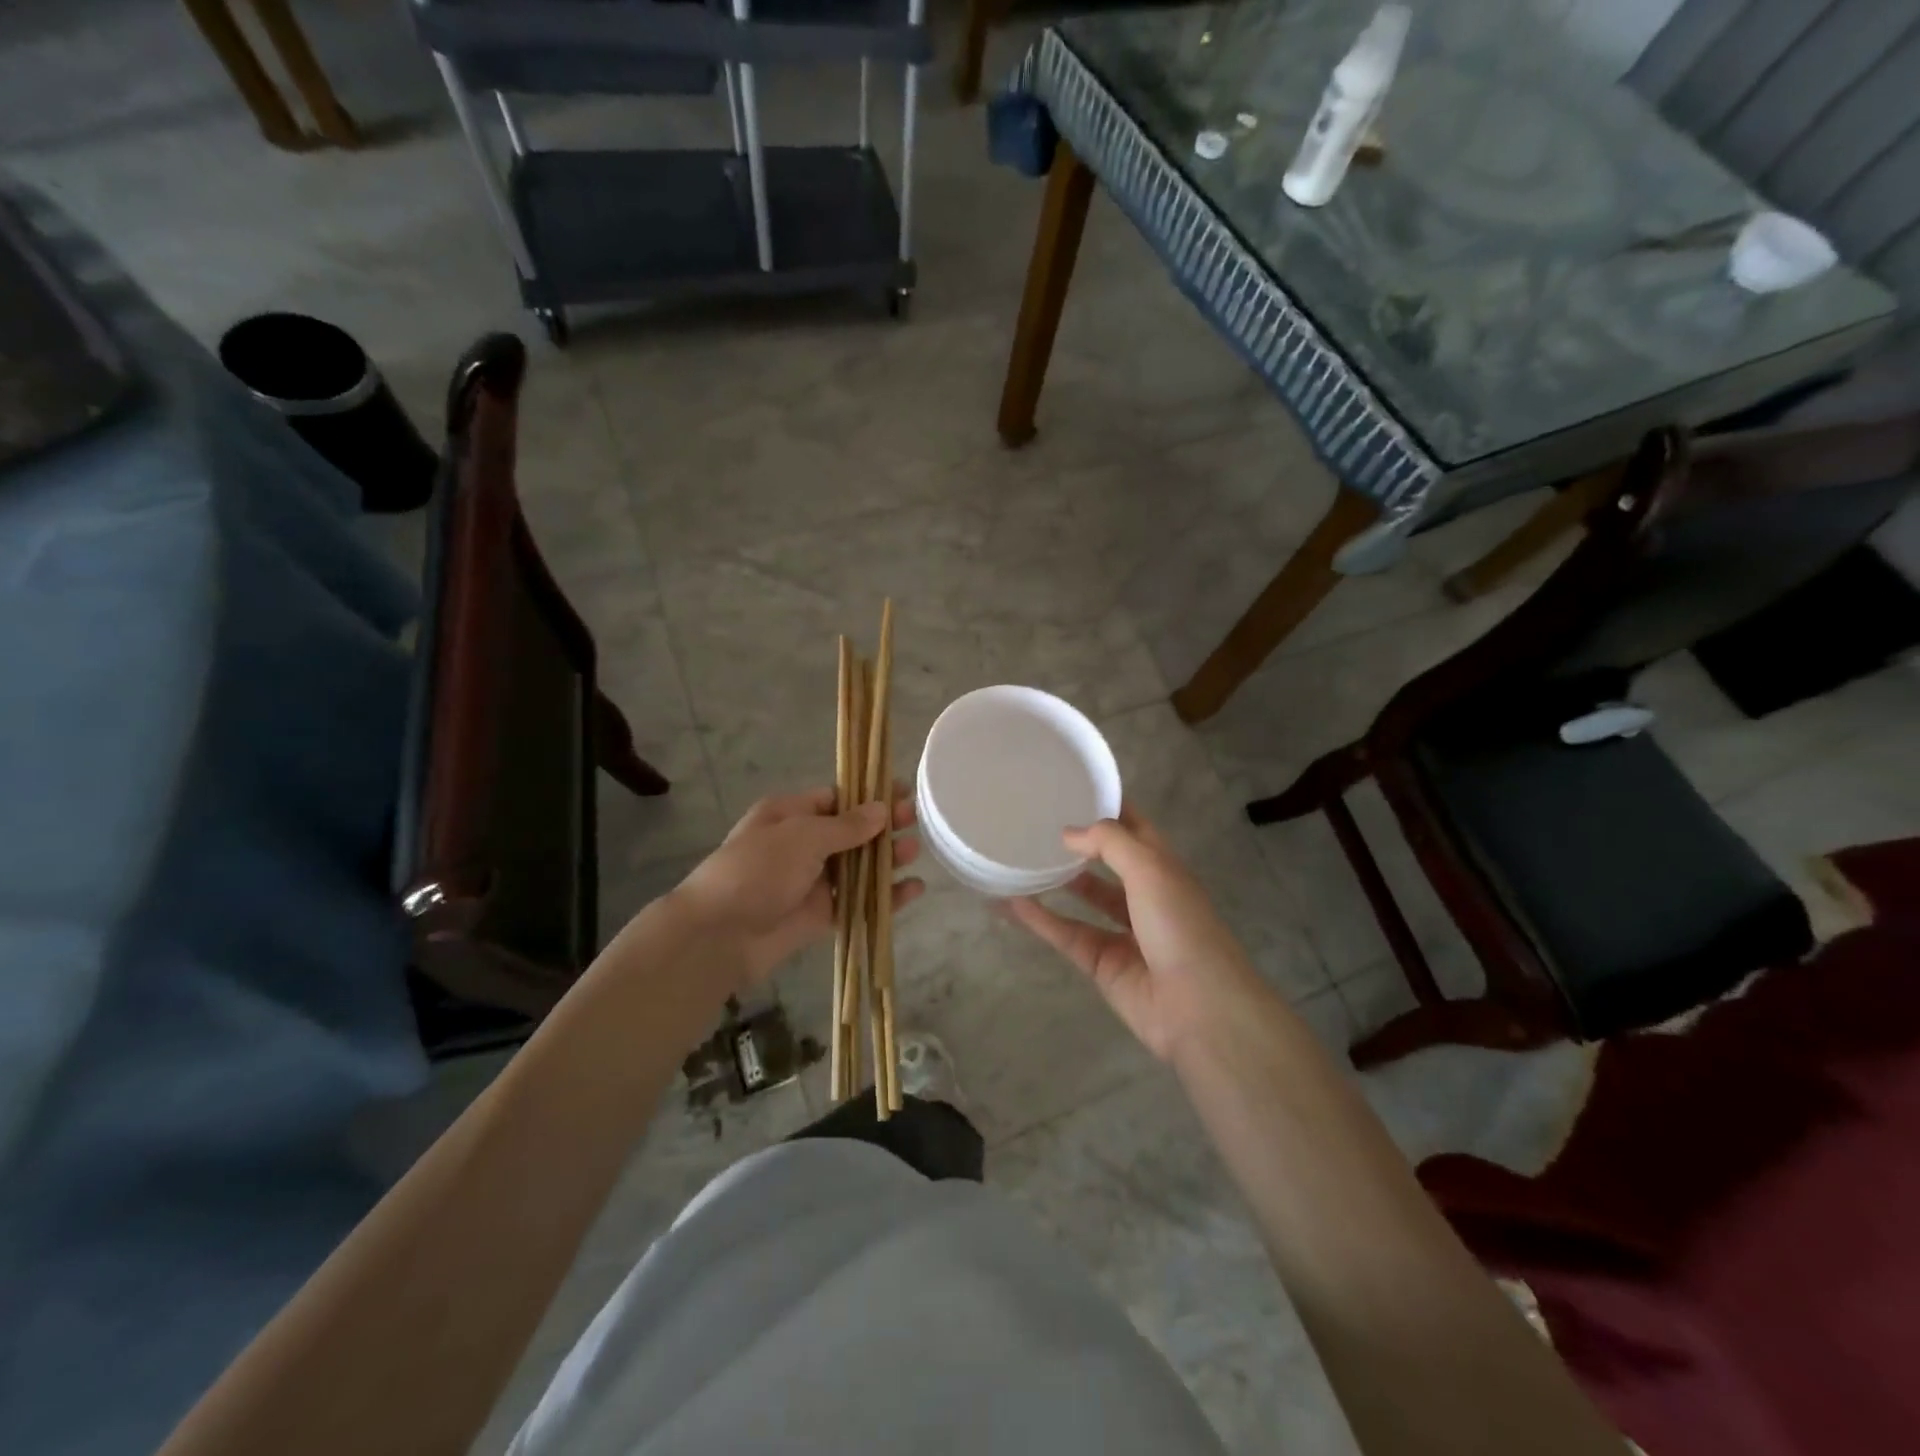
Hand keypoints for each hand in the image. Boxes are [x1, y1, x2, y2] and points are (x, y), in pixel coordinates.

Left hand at [672, 786, 923, 986]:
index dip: (868, 796)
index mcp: (789, 815)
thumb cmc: (757, 870)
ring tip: (914, 851)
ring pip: (858, 867)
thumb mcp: (802, 836)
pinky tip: (913, 890)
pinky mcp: (821, 915)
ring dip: (886, 859)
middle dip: (882, 826)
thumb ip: (846, 826)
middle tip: (915, 820)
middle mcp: (801, 845)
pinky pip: (859, 902)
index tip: (902, 794)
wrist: (719, 935)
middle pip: (851, 832)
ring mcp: (812, 882)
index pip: (835, 799)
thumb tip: (881, 809)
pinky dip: (885, 897)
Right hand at [1005, 807, 1264, 1061]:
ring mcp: (1123, 933)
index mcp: (1164, 868)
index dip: (1109, 807)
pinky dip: (1040, 920)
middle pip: (1107, 863)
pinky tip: (1010, 903)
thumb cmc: (1180, 926)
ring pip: (1084, 900)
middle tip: (1037, 823)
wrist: (1199, 1008)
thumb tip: (1068, 833)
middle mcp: (1145, 896)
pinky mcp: (1102, 964)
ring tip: (1020, 860)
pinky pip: (1066, 934)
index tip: (1072, 788)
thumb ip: (1109, 843)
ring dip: (1056, 882)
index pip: (1134, 828)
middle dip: (1079, 846)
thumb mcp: (1150, 869)